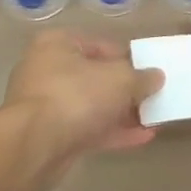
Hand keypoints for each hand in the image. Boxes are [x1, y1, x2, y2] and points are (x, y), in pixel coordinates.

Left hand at [2, 32, 163, 189]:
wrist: (34, 146)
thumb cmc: (76, 95)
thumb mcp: (120, 79)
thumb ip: (141, 77)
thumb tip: (156, 77)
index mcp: (57, 44)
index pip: (100, 45)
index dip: (128, 58)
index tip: (148, 71)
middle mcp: (47, 70)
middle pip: (95, 77)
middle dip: (125, 89)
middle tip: (152, 96)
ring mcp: (47, 105)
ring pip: (92, 105)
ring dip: (122, 113)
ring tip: (153, 118)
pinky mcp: (50, 136)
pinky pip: (87, 129)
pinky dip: (113, 132)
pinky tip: (142, 137)